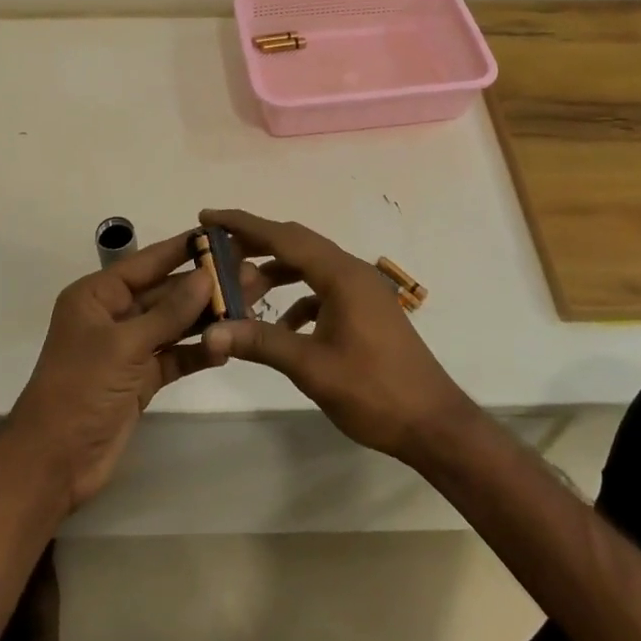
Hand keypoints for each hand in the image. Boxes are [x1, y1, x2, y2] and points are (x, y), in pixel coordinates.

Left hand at [3, 231, 291, 510]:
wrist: (53, 463)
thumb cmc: (80, 390)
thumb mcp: (124, 345)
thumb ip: (169, 312)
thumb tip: (206, 276)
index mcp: (97, 296)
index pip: (147, 262)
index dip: (183, 249)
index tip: (222, 236)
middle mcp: (113, 315)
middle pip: (165, 292)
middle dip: (204, 286)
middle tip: (251, 276)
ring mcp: (128, 348)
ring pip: (174, 324)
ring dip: (207, 318)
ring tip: (250, 306)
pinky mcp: (141, 379)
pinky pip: (175, 356)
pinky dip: (198, 352)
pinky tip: (227, 346)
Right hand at [194, 209, 475, 461]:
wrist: (433, 423)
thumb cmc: (374, 391)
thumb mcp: (311, 367)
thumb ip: (261, 343)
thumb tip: (210, 333)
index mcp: (341, 275)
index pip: (283, 237)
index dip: (243, 225)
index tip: (208, 216)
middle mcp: (352, 272)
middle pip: (296, 245)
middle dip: (255, 245)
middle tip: (216, 252)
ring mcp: (362, 291)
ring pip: (309, 268)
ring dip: (276, 274)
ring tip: (241, 290)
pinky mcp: (366, 311)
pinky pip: (323, 291)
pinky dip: (297, 300)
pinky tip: (281, 328)